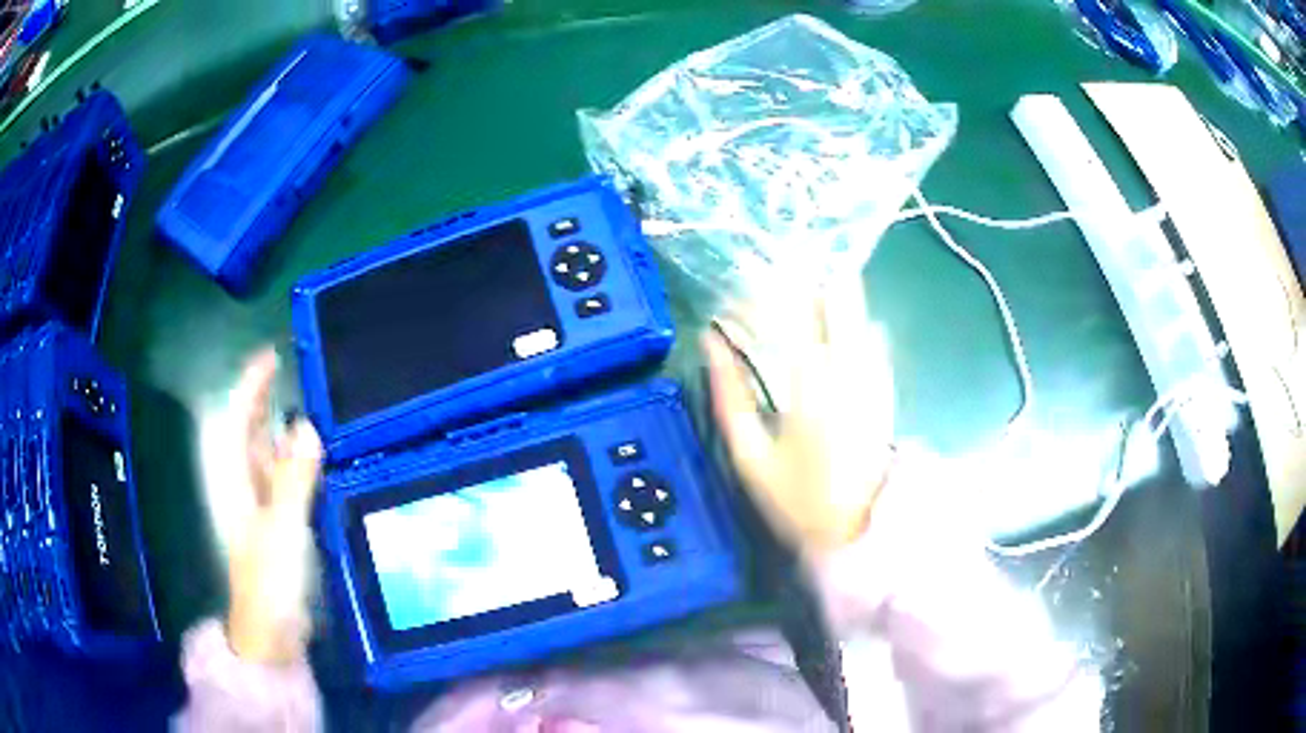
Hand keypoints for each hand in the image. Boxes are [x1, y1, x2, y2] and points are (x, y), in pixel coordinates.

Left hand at [226, 349, 322, 663]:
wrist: (272, 630)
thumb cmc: (270, 577)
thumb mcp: (283, 526)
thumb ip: (294, 477)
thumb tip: (307, 425)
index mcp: (238, 481)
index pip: (240, 421)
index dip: (252, 387)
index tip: (270, 357)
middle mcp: (246, 487)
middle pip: (251, 434)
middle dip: (265, 402)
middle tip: (290, 374)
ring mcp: (262, 508)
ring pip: (269, 457)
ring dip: (283, 431)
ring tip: (307, 406)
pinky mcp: (278, 527)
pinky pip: (286, 481)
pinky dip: (297, 463)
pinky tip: (314, 459)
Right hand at [705, 280, 894, 555]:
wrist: (855, 532)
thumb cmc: (795, 498)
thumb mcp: (749, 454)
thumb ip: (728, 395)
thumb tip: (710, 342)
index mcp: (808, 386)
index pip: (793, 314)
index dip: (773, 285)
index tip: (751, 274)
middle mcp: (847, 372)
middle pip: (839, 302)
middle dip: (815, 277)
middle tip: (790, 268)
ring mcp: (873, 379)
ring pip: (860, 314)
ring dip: (835, 295)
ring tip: (811, 285)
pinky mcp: (887, 390)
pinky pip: (876, 340)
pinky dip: (856, 323)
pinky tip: (842, 325)